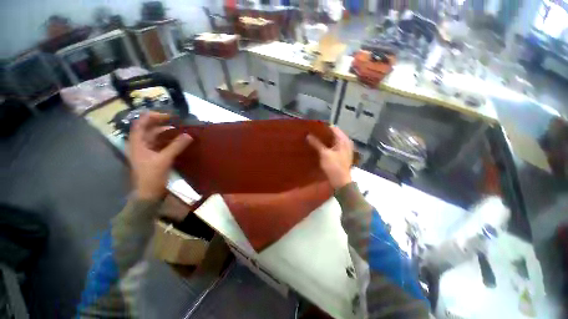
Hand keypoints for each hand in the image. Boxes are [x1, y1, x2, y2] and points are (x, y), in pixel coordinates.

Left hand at [129, 112, 192, 199]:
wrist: (148, 194)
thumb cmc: (152, 176)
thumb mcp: (164, 160)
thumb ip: (176, 146)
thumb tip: (189, 135)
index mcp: (137, 143)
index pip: (141, 123)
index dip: (153, 117)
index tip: (169, 116)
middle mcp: (140, 144)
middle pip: (149, 129)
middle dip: (162, 124)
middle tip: (177, 122)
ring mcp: (147, 151)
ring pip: (156, 137)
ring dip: (167, 133)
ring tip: (180, 130)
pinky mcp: (153, 157)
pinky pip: (161, 145)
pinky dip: (169, 141)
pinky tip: (178, 141)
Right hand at [307, 126, 353, 189]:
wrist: (341, 181)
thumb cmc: (334, 166)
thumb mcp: (324, 154)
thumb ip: (316, 143)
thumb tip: (308, 135)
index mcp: (343, 140)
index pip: (334, 128)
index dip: (324, 127)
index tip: (314, 127)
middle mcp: (346, 142)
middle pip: (334, 134)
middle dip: (323, 133)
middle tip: (312, 132)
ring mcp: (344, 149)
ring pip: (333, 140)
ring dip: (325, 139)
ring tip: (314, 138)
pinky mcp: (341, 155)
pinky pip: (334, 146)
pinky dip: (327, 145)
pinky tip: (320, 146)